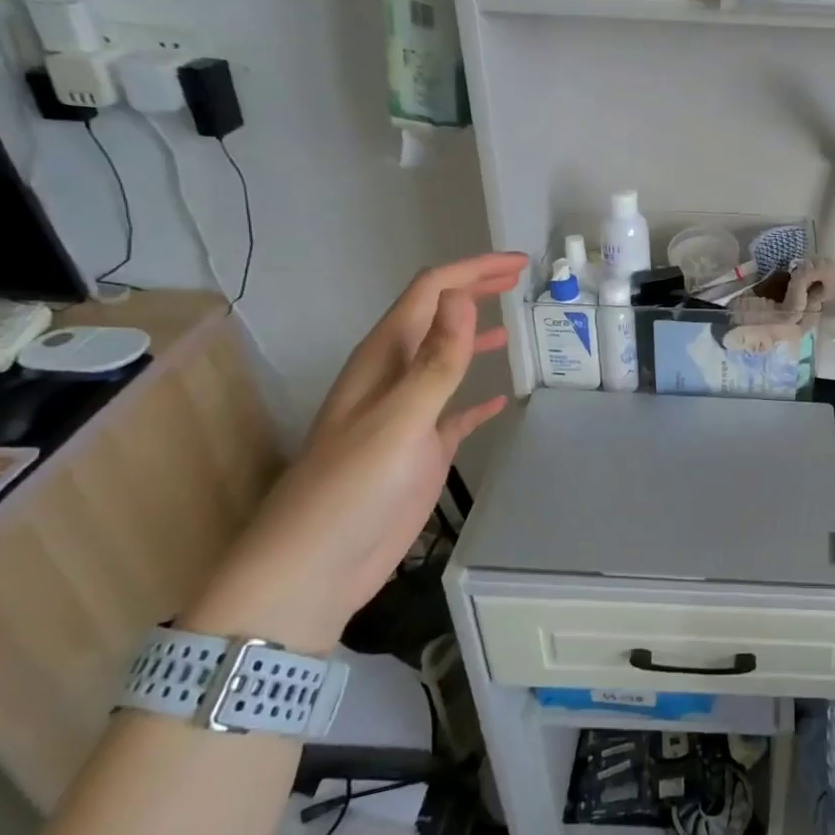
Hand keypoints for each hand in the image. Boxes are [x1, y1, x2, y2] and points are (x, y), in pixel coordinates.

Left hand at [184, 252, 527, 651]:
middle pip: (437, 317)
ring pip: (445, 360)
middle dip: (475, 291)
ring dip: (476, 336)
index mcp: (383, 358)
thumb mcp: (399, 419)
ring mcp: (408, 415)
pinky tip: (501, 400)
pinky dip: (478, 400)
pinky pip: (455, 413)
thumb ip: (435, 360)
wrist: (314, 570)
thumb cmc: (352, 489)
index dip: (472, 271)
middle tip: (520, 279)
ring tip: (516, 324)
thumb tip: (463, 297)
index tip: (518, 264)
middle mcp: (395, 377)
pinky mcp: (420, 451)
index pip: (430, 293)